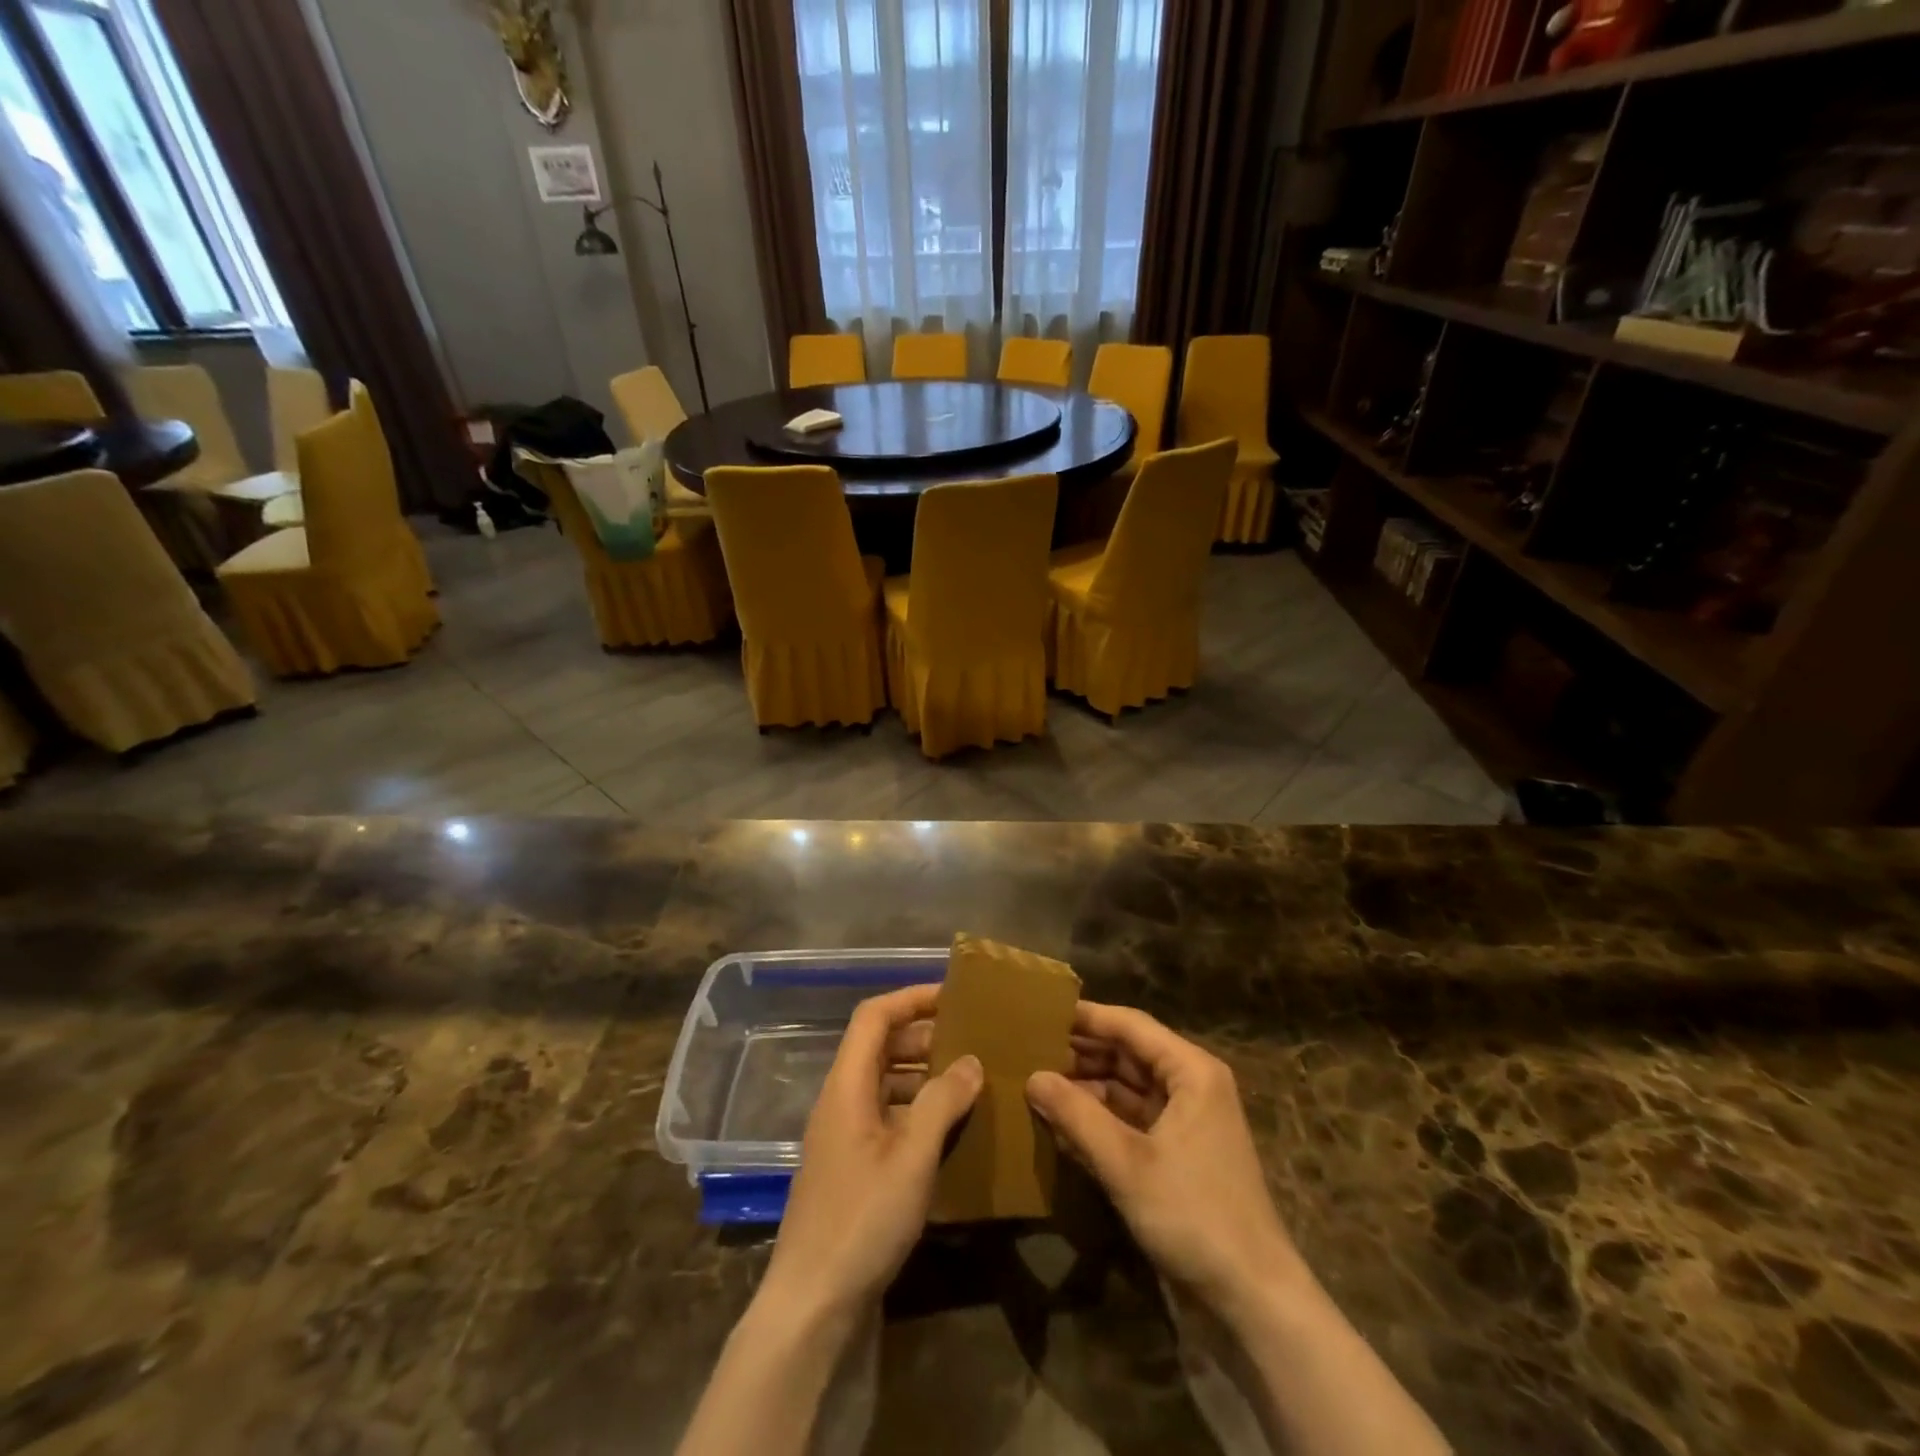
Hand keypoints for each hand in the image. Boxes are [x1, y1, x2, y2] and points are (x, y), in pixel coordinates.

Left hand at [760, 984, 982, 1321]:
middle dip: (923, 1035)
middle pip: (879, 1046)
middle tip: (970, 1039)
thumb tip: (970, 1060)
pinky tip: (948, 1128)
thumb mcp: (912, 1157)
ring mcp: (843, 1135)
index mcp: (846, 1086)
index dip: (911, 998)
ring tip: (967, 1079)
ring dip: (921, 1073)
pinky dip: (915, 1108)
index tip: (953, 996)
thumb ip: (941, 1102)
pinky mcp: (851, 1166)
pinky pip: (886, 1115)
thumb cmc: (862, 1219)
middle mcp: (840, 1101)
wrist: (812, 1303)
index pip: (874, 1017)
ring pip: (884, 1082)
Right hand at [1027, 1001, 1304, 1322]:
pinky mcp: (1181, 1149)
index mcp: (1191, 1070)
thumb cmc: (1193, 1214)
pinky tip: (1066, 1118)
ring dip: (1089, 1083)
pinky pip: (1134, 1116)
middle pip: (1129, 1052)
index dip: (1086, 1016)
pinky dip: (1103, 1114)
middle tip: (1031, 1047)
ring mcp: (1188, 1118)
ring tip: (1040, 1079)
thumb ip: (1077, 1115)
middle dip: (1083, 1050)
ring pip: (1129, 1085)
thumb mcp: (1126, 1163)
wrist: (1254, 1297)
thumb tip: (1033, 1077)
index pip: (1130, 1025)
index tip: (1041, 1011)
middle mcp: (1192, 1083)